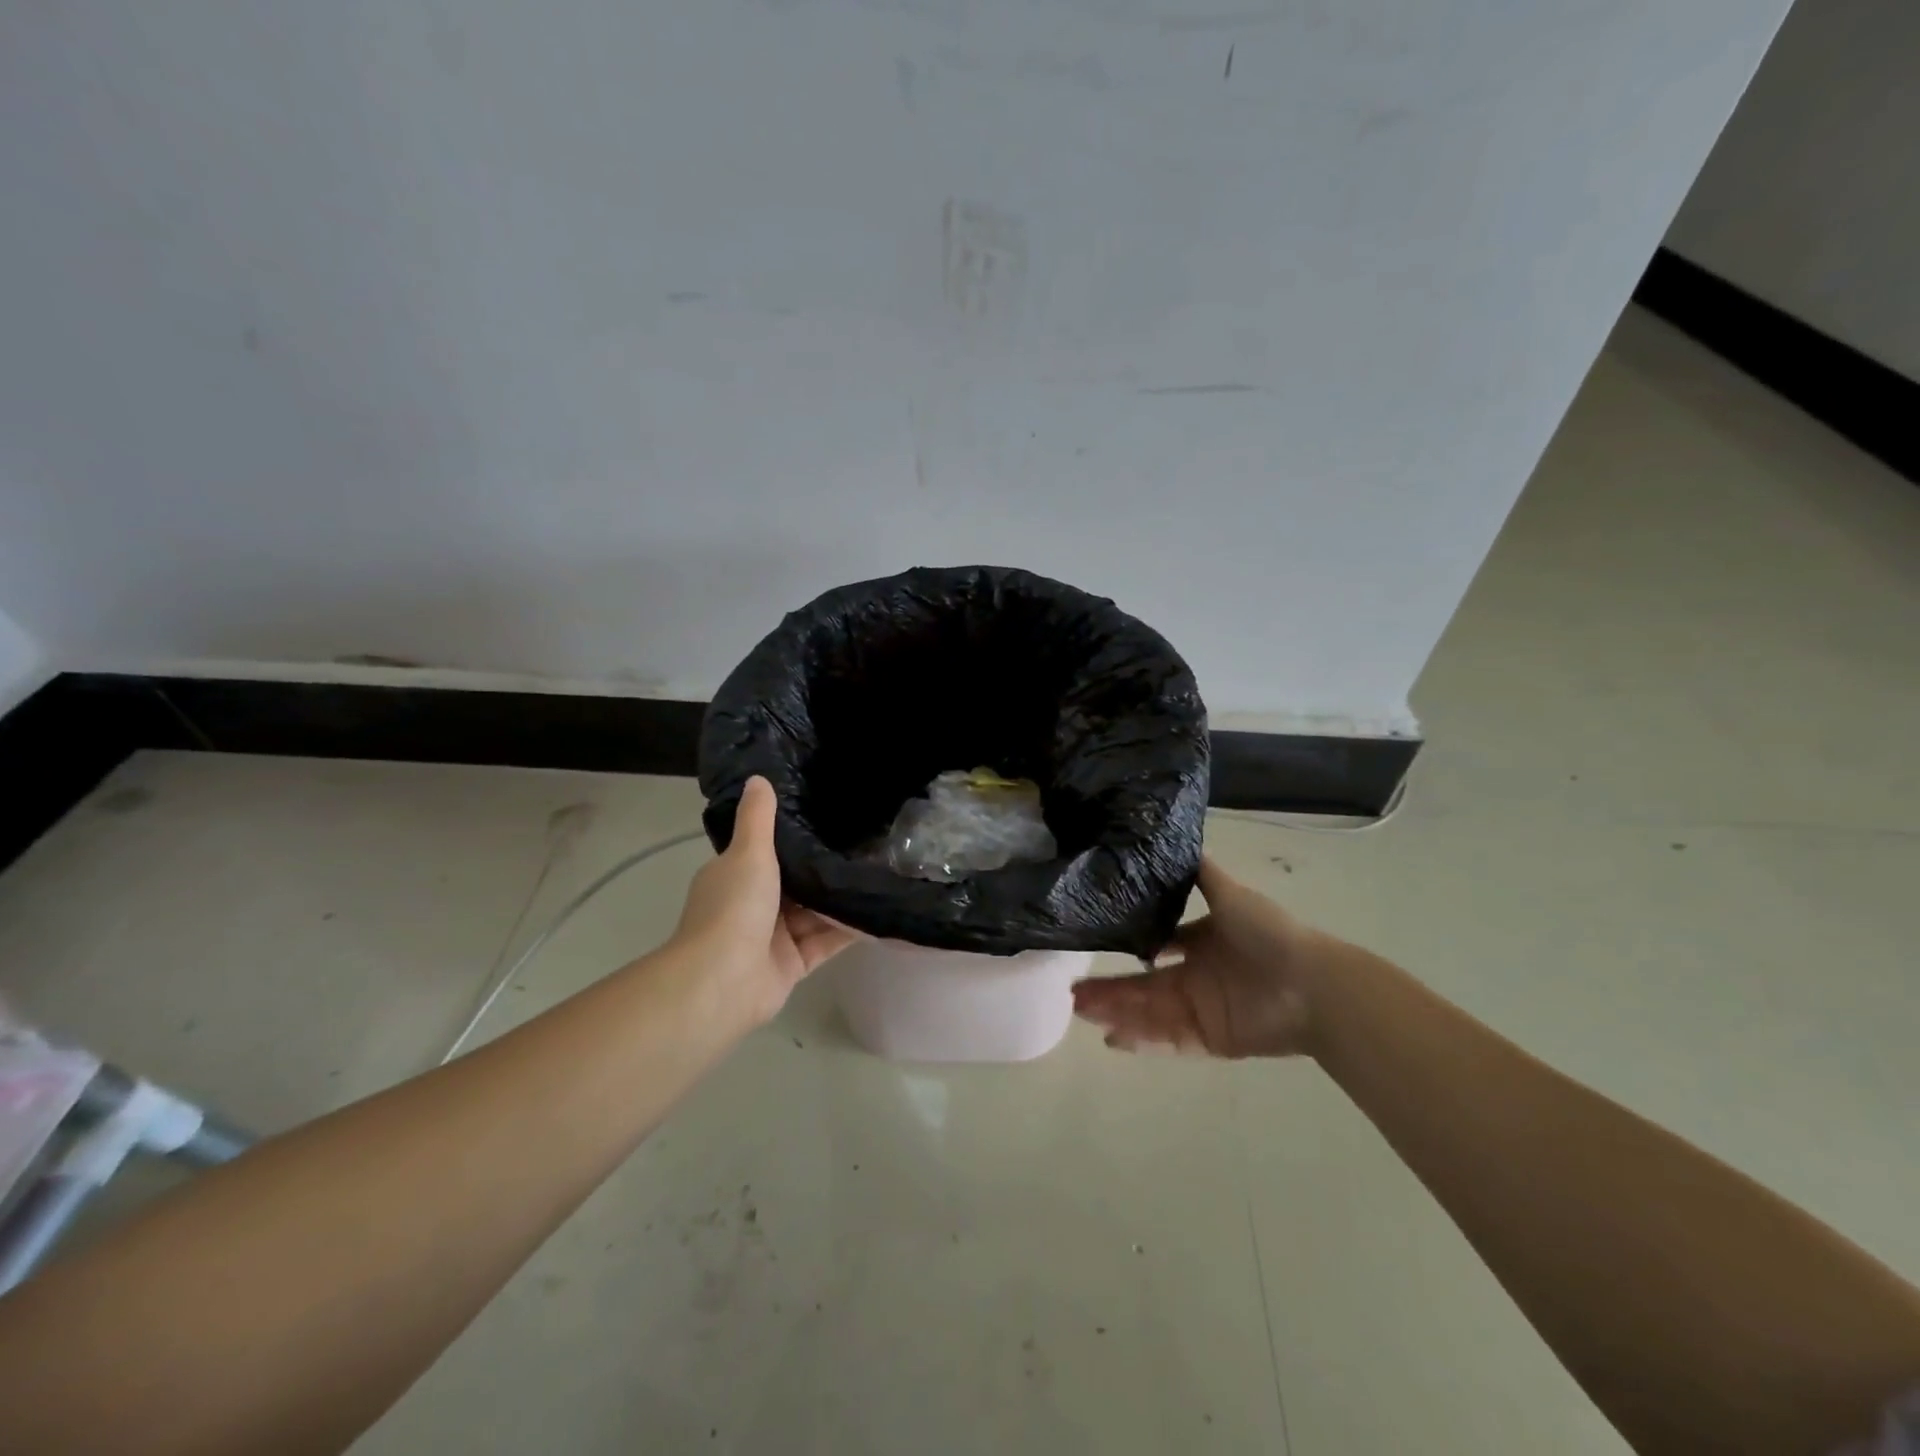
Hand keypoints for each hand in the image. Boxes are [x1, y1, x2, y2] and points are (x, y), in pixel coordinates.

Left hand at [672, 777, 859, 1025]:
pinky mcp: (793, 964)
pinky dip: (848, 930)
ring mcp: (773, 937)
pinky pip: (826, 941)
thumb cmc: (733, 908)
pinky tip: (879, 913)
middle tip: (867, 843)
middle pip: (796, 882)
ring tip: (881, 874)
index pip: (766, 850)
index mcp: (735, 876)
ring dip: (841, 899)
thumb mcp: (748, 853)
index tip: (828, 817)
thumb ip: (758, 818)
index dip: (795, 836)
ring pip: (814, 912)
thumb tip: (758, 778)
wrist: (723, 982)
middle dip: (825, 869)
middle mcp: (753, 904)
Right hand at [1071, 855, 1326, 1057]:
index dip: (1127, 948)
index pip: (1156, 946)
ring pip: (1148, 1012)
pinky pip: (1169, 1041)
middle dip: (1109, 989)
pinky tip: (1113, 1039)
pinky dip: (1143, 1041)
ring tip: (1081, 1013)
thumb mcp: (1232, 894)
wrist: (1312, 985)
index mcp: (1201, 943)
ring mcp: (1201, 1010)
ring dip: (1116, 1013)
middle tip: (1072, 993)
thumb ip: (1202, 874)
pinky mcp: (1210, 1040)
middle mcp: (1196, 976)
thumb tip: (1171, 842)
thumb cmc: (1269, 935)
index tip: (1095, 946)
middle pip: (1143, 984)